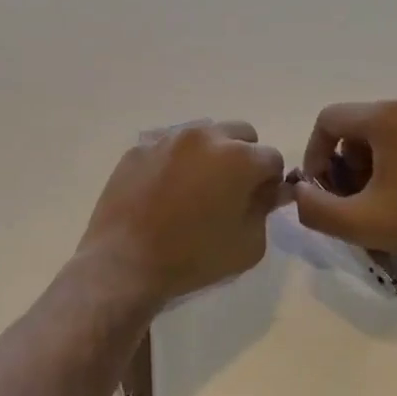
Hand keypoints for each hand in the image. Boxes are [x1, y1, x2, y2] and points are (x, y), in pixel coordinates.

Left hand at [80, 120, 289, 305]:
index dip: (270, 182)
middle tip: (230, 191)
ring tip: (195, 187)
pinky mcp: (139, 147)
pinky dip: (177, 159)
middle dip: (244, 157)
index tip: (258, 202)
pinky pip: (169, 144)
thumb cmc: (193, 258)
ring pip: (204, 133)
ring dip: (210, 153)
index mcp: (239, 158)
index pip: (272, 158)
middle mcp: (205, 136)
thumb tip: (269, 190)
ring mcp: (168, 138)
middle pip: (241, 134)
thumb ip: (265, 209)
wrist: (124, 262)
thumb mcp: (249, 245)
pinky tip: (165, 188)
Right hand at [293, 90, 396, 280]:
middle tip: (356, 201)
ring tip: (384, 200)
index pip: (329, 120)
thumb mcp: (360, 223)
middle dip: (347, 163)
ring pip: (383, 130)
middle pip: (357, 125)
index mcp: (387, 115)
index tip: (323, 189)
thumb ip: (314, 207)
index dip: (315, 154)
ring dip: (372, 162)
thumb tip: (300, 190)